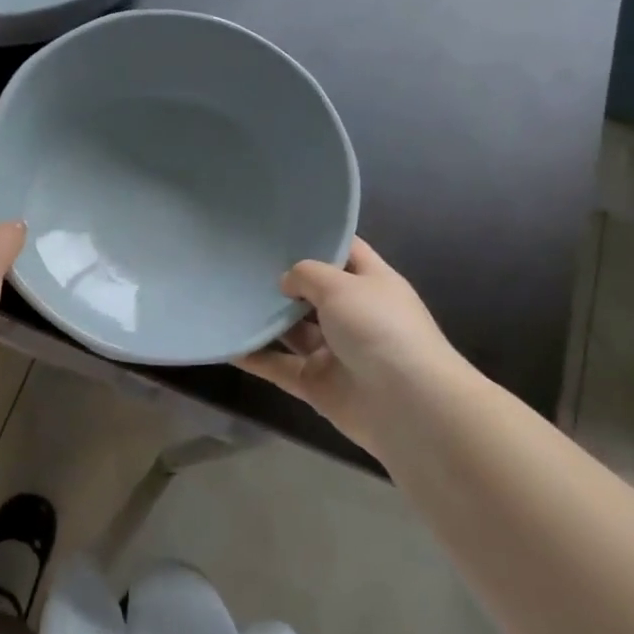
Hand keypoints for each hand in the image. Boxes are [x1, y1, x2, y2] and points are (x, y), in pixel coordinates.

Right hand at [237, 238, 467, 452]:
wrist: (408, 405)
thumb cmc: (379, 328)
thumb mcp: (341, 286)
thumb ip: (307, 275)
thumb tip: (286, 281)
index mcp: (372, 283)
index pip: (345, 251)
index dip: (317, 238)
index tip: (280, 227)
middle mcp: (354, 314)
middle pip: (313, 292)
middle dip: (282, 280)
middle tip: (240, 261)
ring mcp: (335, 351)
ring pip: (293, 330)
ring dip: (265, 318)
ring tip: (226, 296)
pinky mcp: (316, 384)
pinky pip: (279, 366)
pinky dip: (255, 357)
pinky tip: (226, 342)